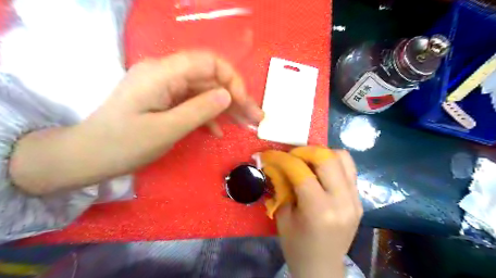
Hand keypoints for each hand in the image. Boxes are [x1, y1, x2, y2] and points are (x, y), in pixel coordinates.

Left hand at [11, 51, 262, 194]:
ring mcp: (165, 87)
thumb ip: (200, 110)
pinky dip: (208, 115)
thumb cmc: (124, 144)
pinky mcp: (165, 100)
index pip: (208, 62)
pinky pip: (193, 102)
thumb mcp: (167, 129)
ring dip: (226, 108)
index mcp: (162, 73)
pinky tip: (217, 131)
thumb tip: (228, 95)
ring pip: (205, 91)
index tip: (244, 103)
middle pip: (210, 78)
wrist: (89, 157)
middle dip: (235, 97)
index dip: (232, 80)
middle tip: (255, 118)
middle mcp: (165, 73)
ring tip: (245, 125)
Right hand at [261, 146, 362, 276]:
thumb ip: (281, 186)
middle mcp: (342, 201)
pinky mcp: (359, 199)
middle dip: (304, 150)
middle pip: (327, 158)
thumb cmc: (297, 246)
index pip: (301, 171)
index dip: (282, 158)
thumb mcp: (283, 216)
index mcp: (319, 210)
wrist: (322, 267)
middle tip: (290, 155)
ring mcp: (355, 199)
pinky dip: (333, 162)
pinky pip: (348, 169)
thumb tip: (275, 164)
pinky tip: (320, 170)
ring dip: (321, 153)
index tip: (269, 154)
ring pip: (342, 158)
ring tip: (307, 160)